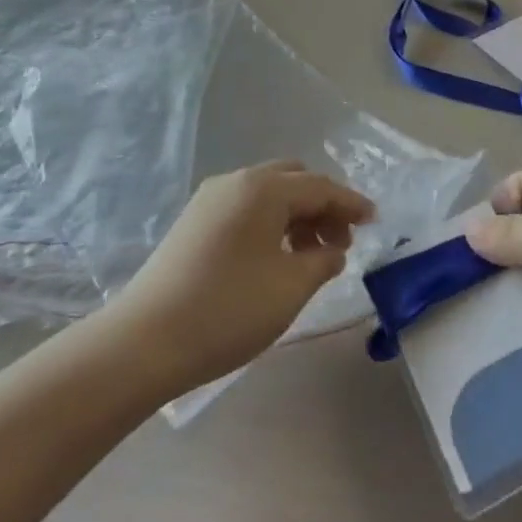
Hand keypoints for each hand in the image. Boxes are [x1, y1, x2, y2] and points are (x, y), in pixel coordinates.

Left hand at [109, 162, 374, 392]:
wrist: (146, 340)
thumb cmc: (228, 310)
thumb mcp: (289, 288)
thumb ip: (322, 261)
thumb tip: (333, 249)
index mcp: (263, 188)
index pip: (319, 186)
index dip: (350, 203)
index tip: (375, 219)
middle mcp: (237, 181)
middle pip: (293, 180)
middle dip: (322, 206)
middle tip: (341, 243)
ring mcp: (211, 198)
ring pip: (268, 193)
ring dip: (296, 215)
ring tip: (311, 257)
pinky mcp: (195, 220)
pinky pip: (246, 207)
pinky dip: (271, 222)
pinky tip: (276, 257)